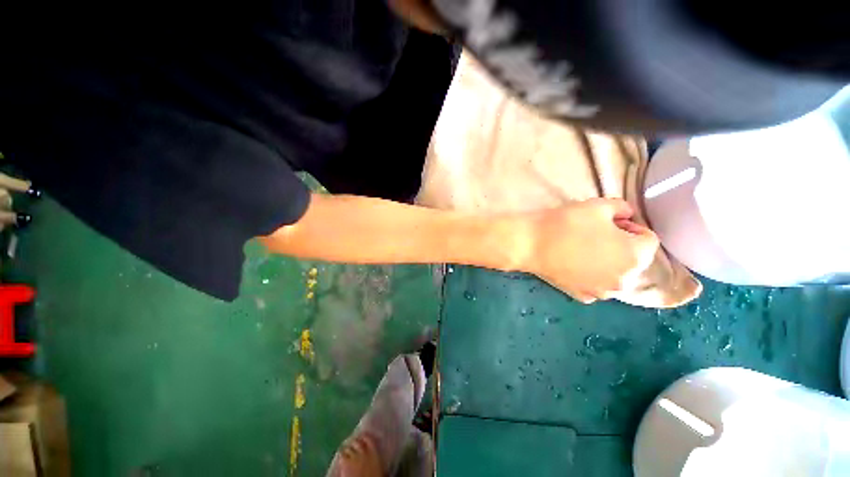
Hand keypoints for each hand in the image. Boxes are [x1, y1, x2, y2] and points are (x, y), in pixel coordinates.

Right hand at [518, 198, 659, 303]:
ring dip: (607, 263)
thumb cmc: (566, 224)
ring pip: (615, 275)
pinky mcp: (582, 296)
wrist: (530, 244)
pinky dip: (591, 277)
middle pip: (633, 260)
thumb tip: (627, 216)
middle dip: (621, 246)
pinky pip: (596, 285)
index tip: (609, 222)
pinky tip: (574, 266)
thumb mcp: (598, 206)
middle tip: (595, 236)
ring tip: (583, 251)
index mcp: (635, 256)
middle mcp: (625, 280)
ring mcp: (602, 292)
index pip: (648, 239)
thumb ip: (622, 208)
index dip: (630, 226)